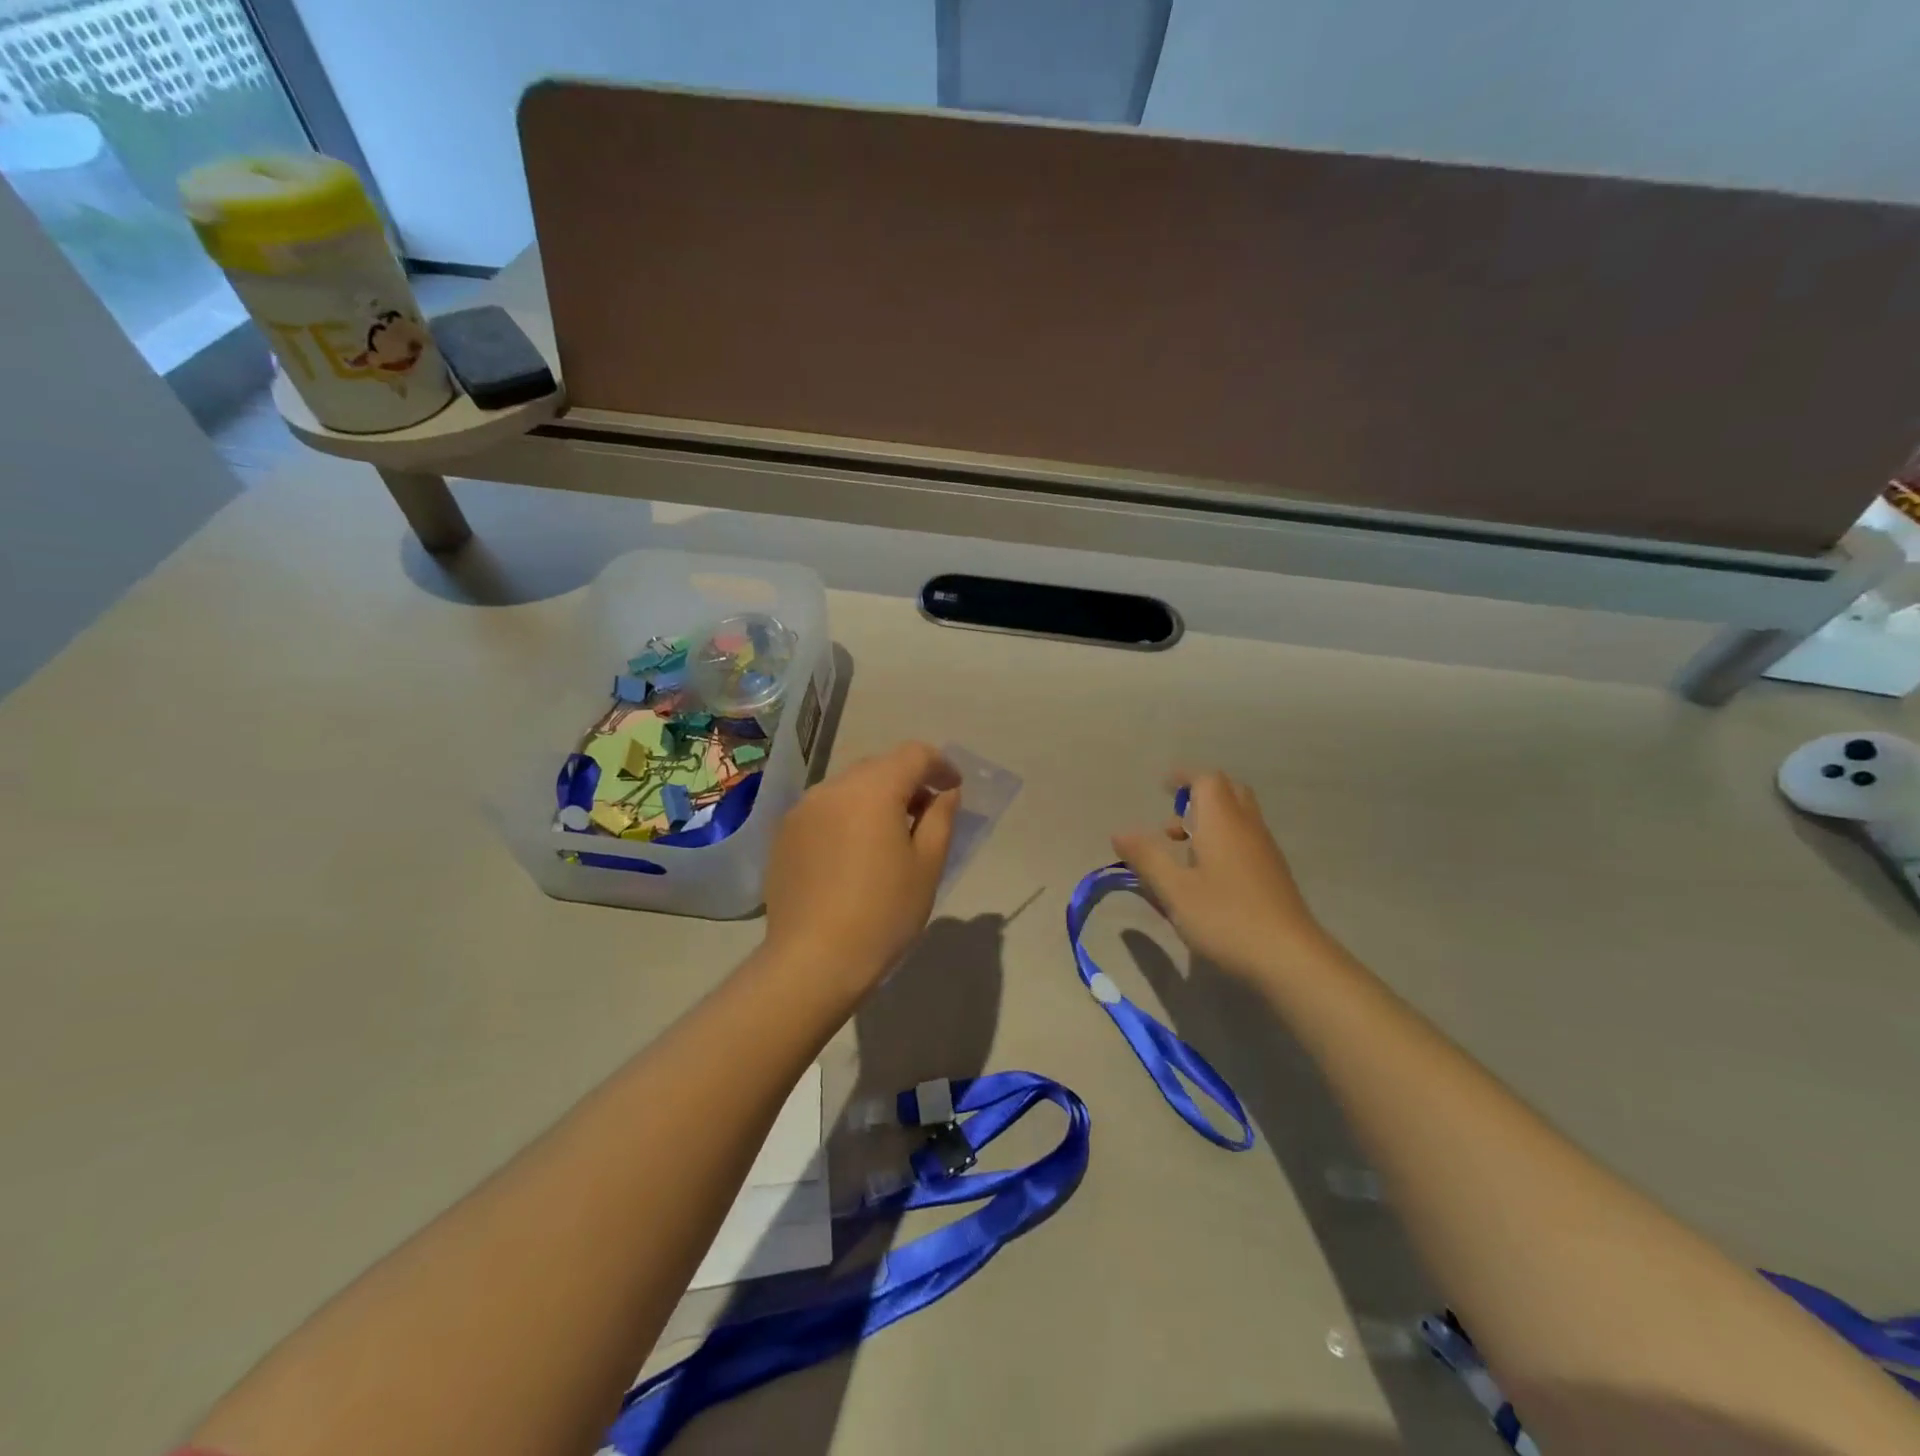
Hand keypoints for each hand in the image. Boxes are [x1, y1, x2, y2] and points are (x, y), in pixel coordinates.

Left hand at [763, 741, 961, 993]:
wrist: (813, 960)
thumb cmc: (883, 914)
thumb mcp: (927, 866)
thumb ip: (941, 818)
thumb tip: (945, 792)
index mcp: (873, 790)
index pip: (913, 755)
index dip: (940, 765)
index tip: (953, 788)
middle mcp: (833, 787)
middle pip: (879, 766)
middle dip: (907, 781)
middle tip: (925, 814)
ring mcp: (803, 809)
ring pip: (849, 786)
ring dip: (875, 798)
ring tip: (888, 835)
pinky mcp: (784, 833)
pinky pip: (825, 809)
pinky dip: (847, 816)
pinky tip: (853, 853)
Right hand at [1112, 770, 1327, 979]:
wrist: (1290, 959)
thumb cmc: (1226, 918)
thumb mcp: (1175, 890)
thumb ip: (1147, 858)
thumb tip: (1119, 832)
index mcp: (1222, 823)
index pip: (1207, 780)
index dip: (1184, 778)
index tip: (1163, 787)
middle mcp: (1248, 828)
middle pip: (1228, 792)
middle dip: (1199, 797)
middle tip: (1174, 822)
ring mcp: (1265, 851)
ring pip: (1239, 817)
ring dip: (1211, 822)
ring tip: (1183, 854)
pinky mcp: (1274, 874)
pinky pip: (1246, 840)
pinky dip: (1224, 842)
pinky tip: (1208, 877)